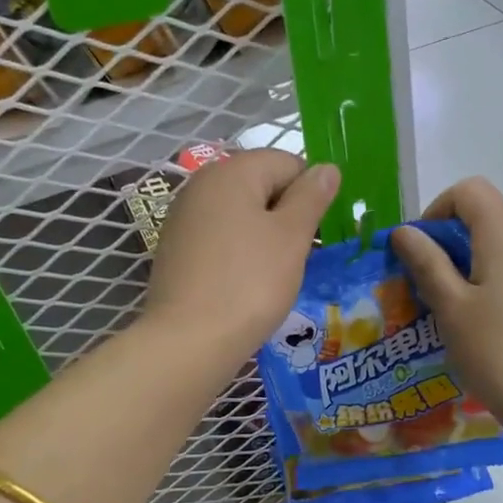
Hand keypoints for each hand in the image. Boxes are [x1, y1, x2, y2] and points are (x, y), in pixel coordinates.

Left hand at [144, 150, 338, 362]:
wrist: (189, 340)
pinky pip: (220, 237)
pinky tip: (245, 283)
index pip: (288, 162)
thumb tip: (326, 167)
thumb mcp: (292, 236)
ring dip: (264, 236)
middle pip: (261, 185)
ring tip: (274, 273)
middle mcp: (202, 184)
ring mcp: (184, 217)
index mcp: (232, 171)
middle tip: (298, 255)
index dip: (311, 193)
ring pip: (241, 214)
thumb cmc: (249, 283)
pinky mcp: (176, 249)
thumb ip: (311, 196)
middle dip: (287, 215)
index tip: (317, 232)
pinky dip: (239, 252)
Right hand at [392, 178, 502, 429]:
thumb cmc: (495, 351)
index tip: (418, 249)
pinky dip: (476, 283)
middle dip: (442, 240)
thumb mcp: (450, 306)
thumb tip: (405, 231)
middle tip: (418, 281)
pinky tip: (463, 322)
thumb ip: (426, 262)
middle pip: (481, 216)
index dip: (437, 209)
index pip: (471, 191)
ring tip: (435, 305)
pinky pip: (502, 273)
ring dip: (457, 265)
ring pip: (490, 247)